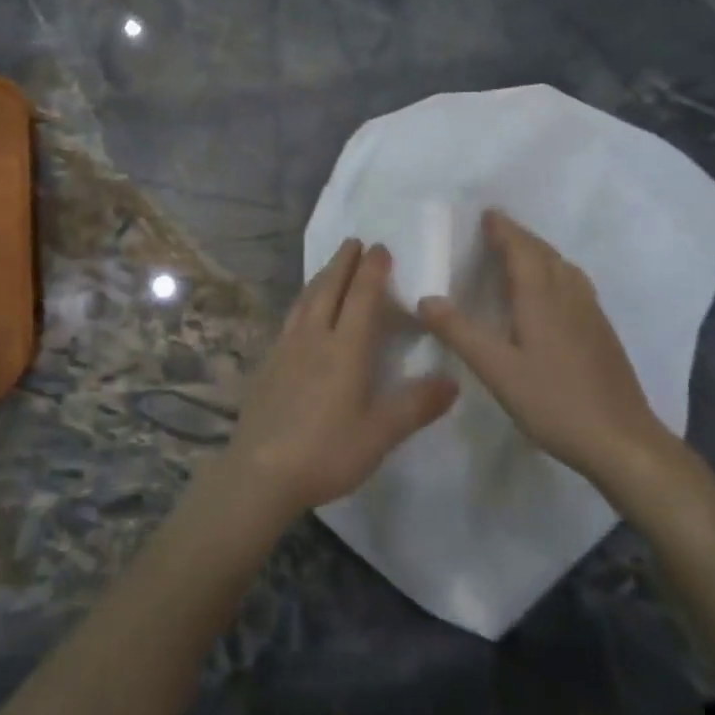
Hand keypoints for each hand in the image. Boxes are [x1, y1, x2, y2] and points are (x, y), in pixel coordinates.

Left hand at [219, 240, 457, 522]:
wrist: (260, 472)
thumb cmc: (326, 452)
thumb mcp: (379, 435)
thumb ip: (416, 406)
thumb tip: (453, 380)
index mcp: (345, 349)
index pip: (361, 297)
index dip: (372, 270)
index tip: (380, 247)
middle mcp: (314, 338)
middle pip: (329, 288)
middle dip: (343, 262)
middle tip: (353, 241)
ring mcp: (286, 349)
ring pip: (305, 300)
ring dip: (321, 277)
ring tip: (330, 267)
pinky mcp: (268, 364)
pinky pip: (290, 318)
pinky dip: (302, 302)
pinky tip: (301, 312)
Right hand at [418, 210, 695, 511]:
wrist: (622, 440)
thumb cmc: (555, 402)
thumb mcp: (497, 370)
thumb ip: (460, 332)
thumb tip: (425, 299)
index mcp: (542, 297)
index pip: (521, 249)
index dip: (504, 229)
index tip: (487, 213)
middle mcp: (569, 295)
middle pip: (544, 253)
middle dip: (520, 236)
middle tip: (496, 228)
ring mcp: (591, 313)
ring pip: (563, 267)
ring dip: (540, 252)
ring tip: (520, 253)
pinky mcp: (601, 332)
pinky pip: (574, 284)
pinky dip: (555, 272)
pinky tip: (550, 292)